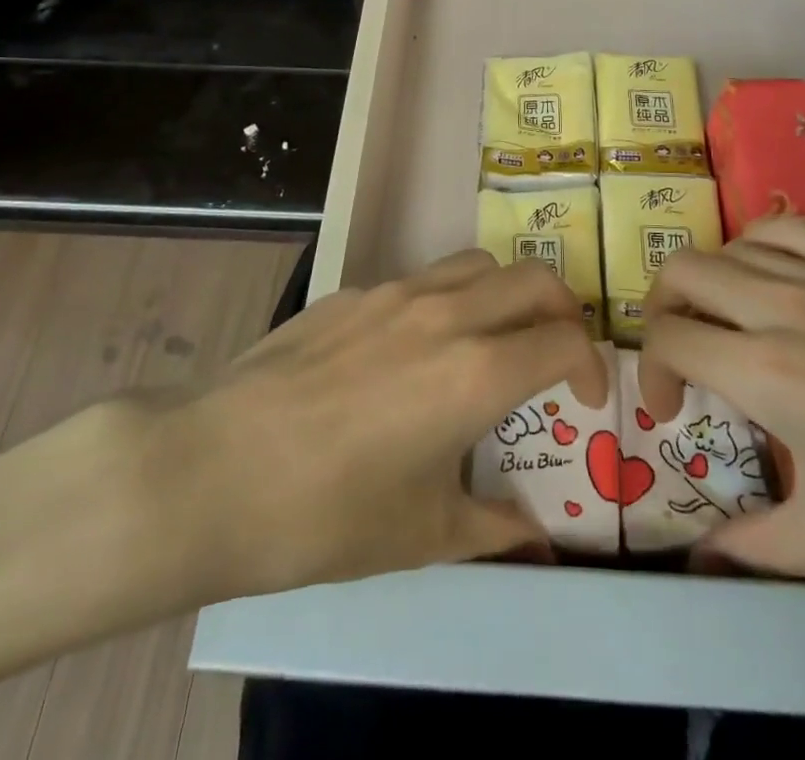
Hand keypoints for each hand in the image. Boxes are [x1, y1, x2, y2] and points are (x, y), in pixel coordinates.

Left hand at [127, 250, 606, 603]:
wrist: (213, 470)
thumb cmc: (327, 515)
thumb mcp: (422, 534)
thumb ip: (494, 528)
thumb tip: (536, 541)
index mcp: (476, 372)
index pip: (565, 340)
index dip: (591, 366)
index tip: (587, 398)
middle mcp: (447, 314)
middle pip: (535, 279)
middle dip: (564, 311)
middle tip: (555, 354)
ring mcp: (395, 293)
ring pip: (479, 264)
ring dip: (505, 294)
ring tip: (492, 339)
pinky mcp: (353, 291)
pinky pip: (422, 279)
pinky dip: (447, 301)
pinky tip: (412, 351)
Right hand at [638, 217, 804, 605]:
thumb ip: (755, 545)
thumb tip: (703, 557)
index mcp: (767, 373)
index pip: (668, 339)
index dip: (651, 371)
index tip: (671, 408)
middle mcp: (783, 305)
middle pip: (683, 272)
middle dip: (661, 309)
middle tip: (681, 353)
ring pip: (730, 244)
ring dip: (709, 278)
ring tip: (725, 316)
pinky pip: (789, 228)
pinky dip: (760, 246)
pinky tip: (776, 279)